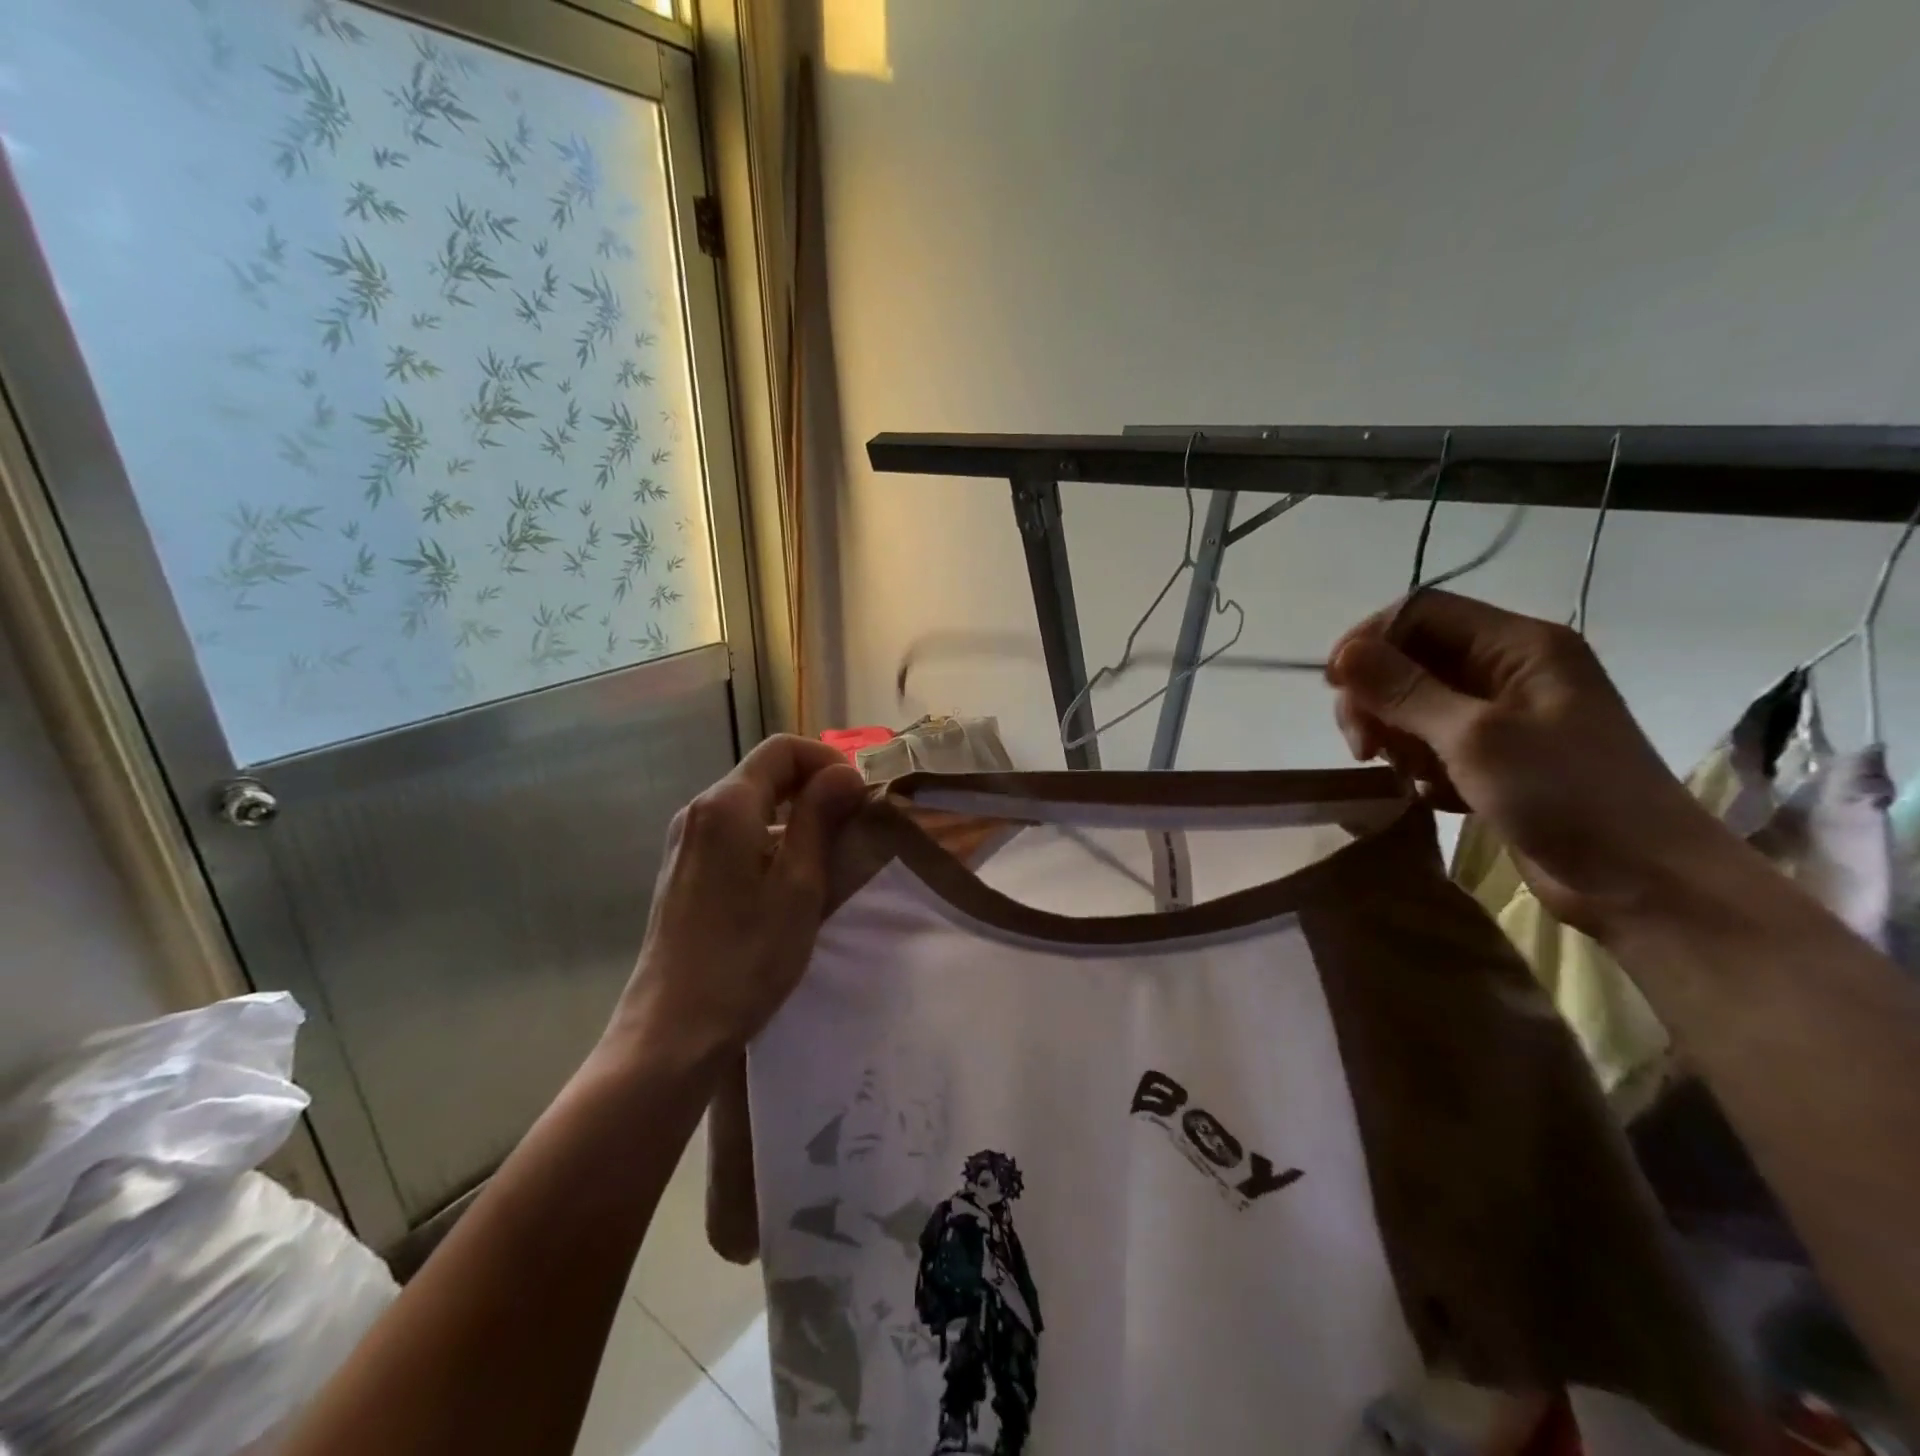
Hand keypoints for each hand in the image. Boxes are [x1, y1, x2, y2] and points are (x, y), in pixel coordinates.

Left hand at [607, 735, 866, 1064]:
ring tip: (828, 856)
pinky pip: (734, 833)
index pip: (782, 749)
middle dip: (813, 787)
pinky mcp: (683, 870)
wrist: (674, 1028)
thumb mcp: (799, 884)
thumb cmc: (746, 956)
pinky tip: (788, 881)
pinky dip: (769, 839)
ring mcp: (685, 841)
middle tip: (853, 824)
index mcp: (726, 805)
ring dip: (794, 815)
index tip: (859, 795)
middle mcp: (699, 811)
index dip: (827, 760)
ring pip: (751, 805)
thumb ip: (820, 818)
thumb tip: (844, 772)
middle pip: (764, 773)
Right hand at [1326, 591, 1735, 937]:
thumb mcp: (1475, 736)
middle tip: (1363, 746)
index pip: (1421, 612)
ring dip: (1393, 735)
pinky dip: (1417, 765)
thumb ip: (1404, 691)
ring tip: (1402, 774)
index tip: (1335, 687)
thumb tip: (1342, 654)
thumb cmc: (1566, 795)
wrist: (1642, 883)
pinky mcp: (1494, 758)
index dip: (1370, 640)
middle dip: (1376, 697)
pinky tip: (1430, 794)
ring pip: (1413, 703)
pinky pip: (1430, 742)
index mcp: (1518, 645)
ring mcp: (1501, 715)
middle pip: (1410, 658)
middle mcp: (1508, 670)